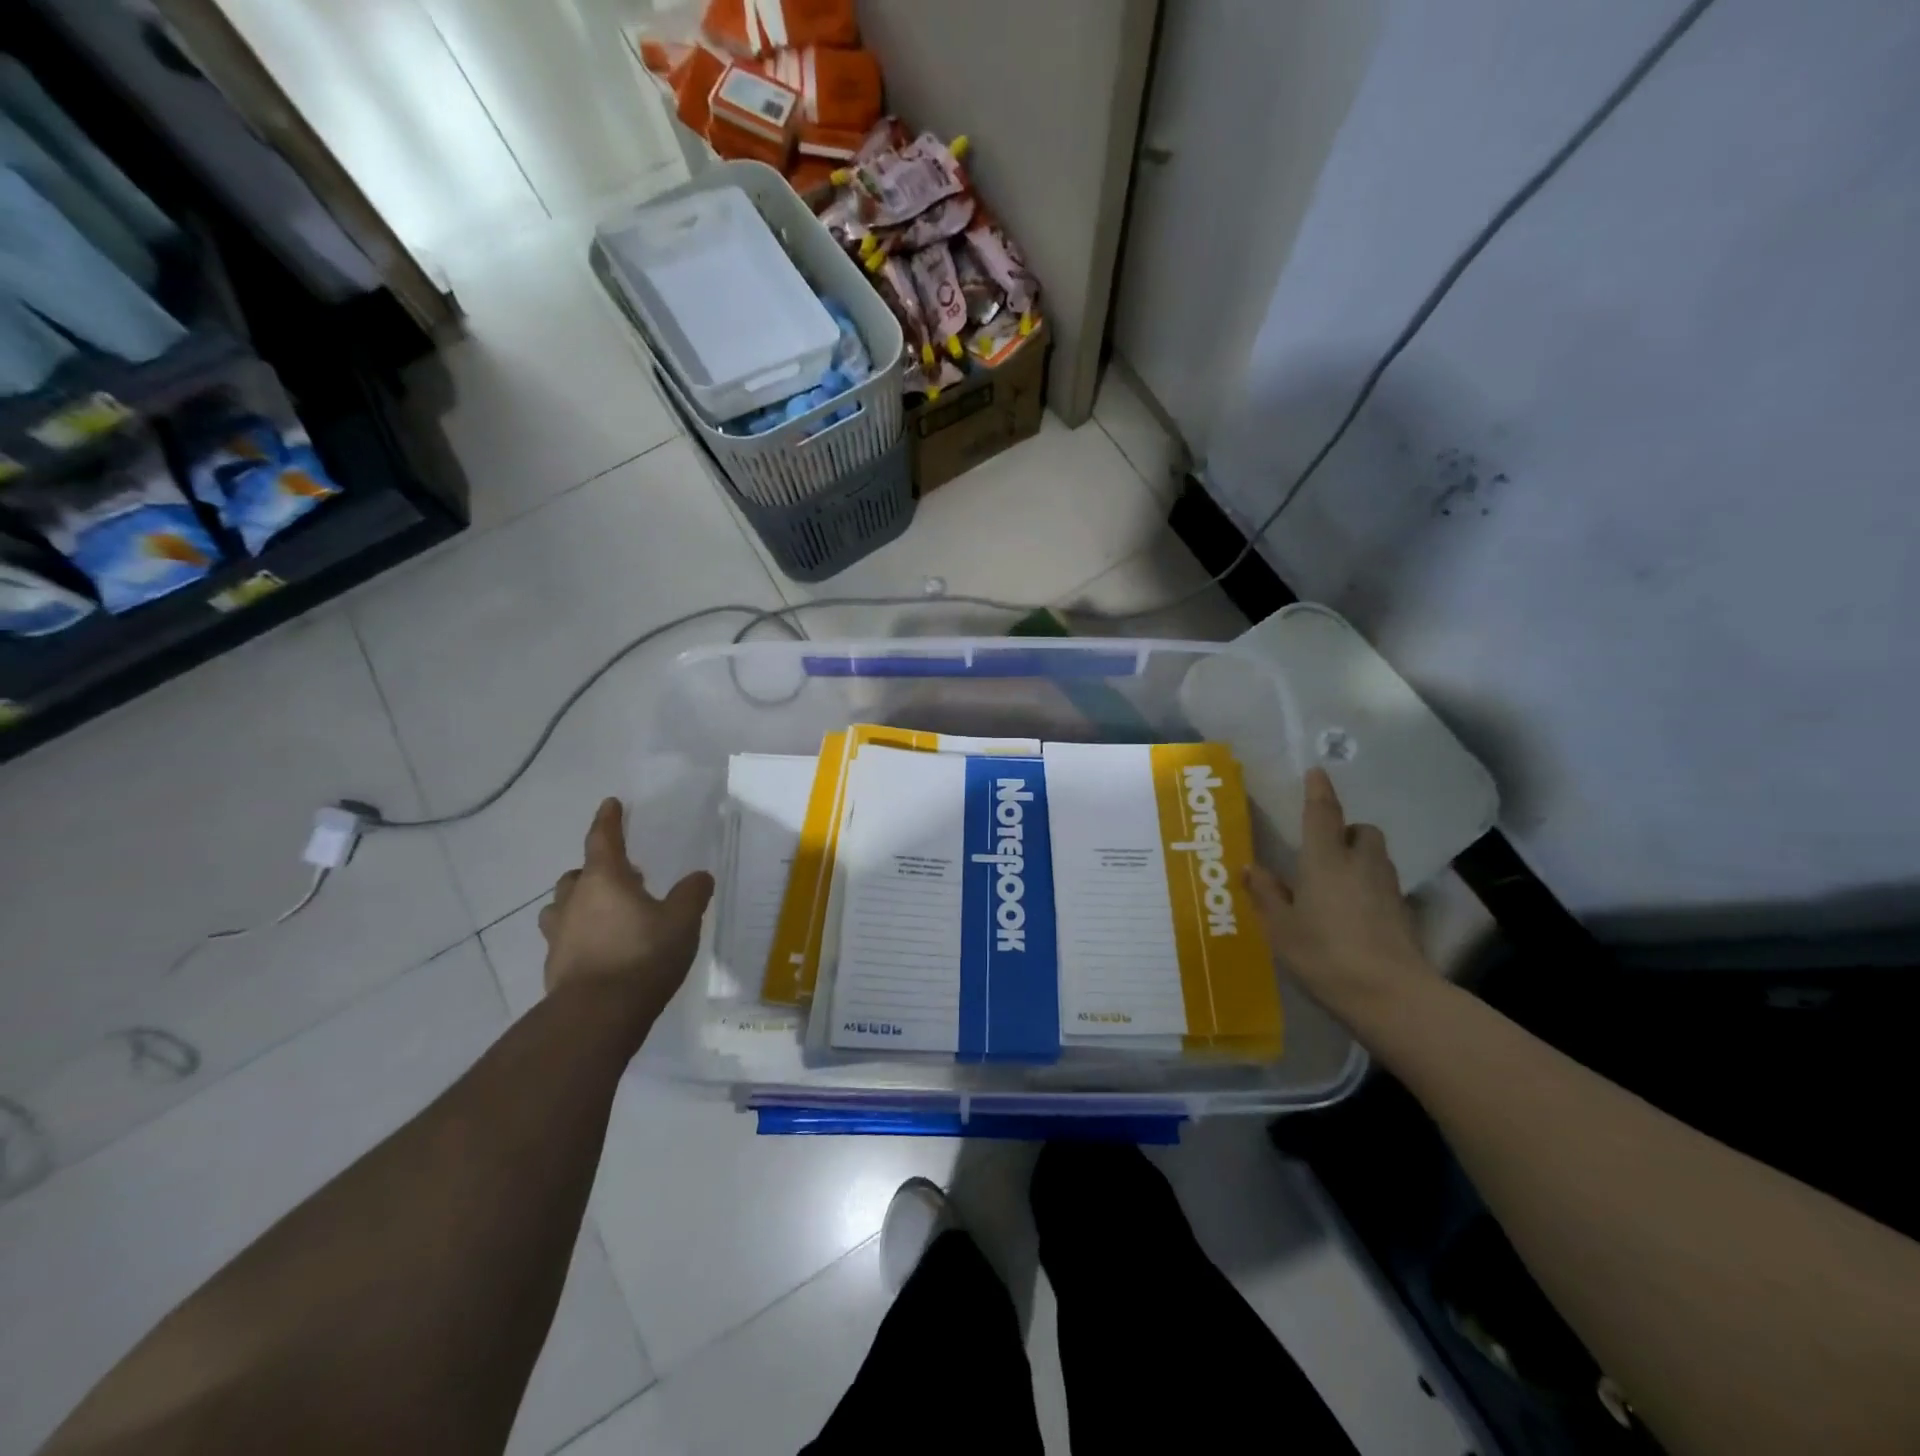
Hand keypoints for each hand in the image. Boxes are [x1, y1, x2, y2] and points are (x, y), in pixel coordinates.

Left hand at [539, 798, 713, 1021]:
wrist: (597, 1015)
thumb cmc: (642, 956)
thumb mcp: (682, 921)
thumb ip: (692, 894)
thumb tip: (699, 876)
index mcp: (605, 880)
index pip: (603, 839)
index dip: (608, 820)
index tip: (610, 804)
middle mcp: (574, 901)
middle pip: (577, 875)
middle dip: (595, 871)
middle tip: (623, 877)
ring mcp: (559, 935)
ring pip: (562, 907)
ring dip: (580, 904)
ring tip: (606, 914)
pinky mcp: (555, 966)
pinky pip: (565, 939)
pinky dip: (580, 936)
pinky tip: (602, 951)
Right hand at [1244, 768, 1430, 1021]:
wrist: (1391, 995)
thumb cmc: (1324, 954)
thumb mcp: (1281, 928)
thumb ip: (1267, 894)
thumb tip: (1251, 867)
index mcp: (1325, 860)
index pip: (1323, 813)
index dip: (1319, 791)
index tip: (1317, 771)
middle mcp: (1360, 864)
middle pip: (1362, 831)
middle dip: (1347, 831)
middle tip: (1326, 849)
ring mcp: (1388, 889)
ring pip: (1376, 857)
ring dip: (1361, 858)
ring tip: (1337, 882)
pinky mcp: (1404, 914)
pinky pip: (1383, 886)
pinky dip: (1369, 888)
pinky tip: (1353, 914)